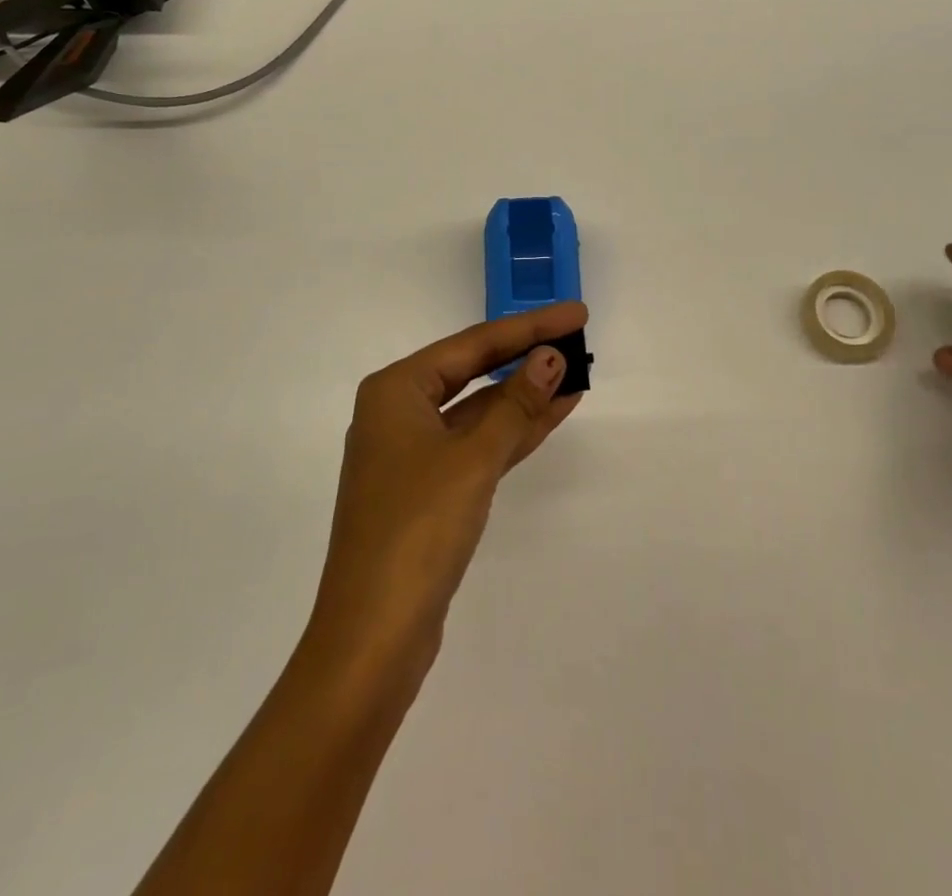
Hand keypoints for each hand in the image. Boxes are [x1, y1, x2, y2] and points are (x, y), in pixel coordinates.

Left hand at [304, 302, 589, 683]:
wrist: (373, 637)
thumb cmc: (417, 529)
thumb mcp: (473, 458)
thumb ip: (515, 405)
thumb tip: (551, 357)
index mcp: (395, 390)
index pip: (473, 344)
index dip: (529, 327)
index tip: (576, 313)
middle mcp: (399, 413)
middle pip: (474, 372)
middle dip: (526, 358)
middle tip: (578, 337)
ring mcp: (413, 454)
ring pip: (480, 411)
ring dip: (526, 396)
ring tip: (577, 374)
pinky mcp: (429, 490)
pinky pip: (478, 445)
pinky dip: (514, 432)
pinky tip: (552, 415)